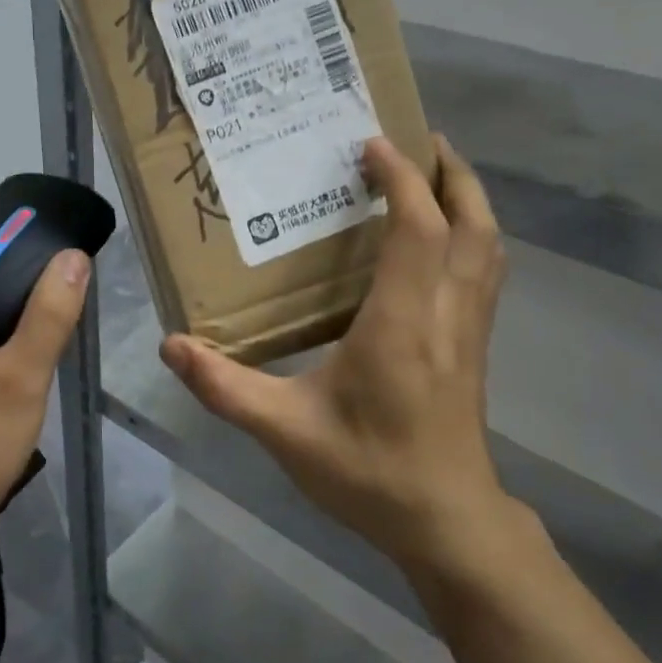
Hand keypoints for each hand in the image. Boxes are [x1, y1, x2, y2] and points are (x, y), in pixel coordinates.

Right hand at [160, 136, 512, 573]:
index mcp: (402, 323)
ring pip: (489, 246)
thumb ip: (226, 387)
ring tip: (432, 175)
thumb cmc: (369, 472)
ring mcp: (471, 331)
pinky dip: (471, 237)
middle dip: (450, 173)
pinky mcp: (476, 347)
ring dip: (468, 200)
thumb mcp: (284, 432)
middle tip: (418, 139)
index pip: (418, 229)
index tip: (371, 143)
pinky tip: (442, 241)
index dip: (400, 179)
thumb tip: (172, 346)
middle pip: (472, 224)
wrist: (447, 523)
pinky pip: (486, 272)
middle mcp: (446, 314)